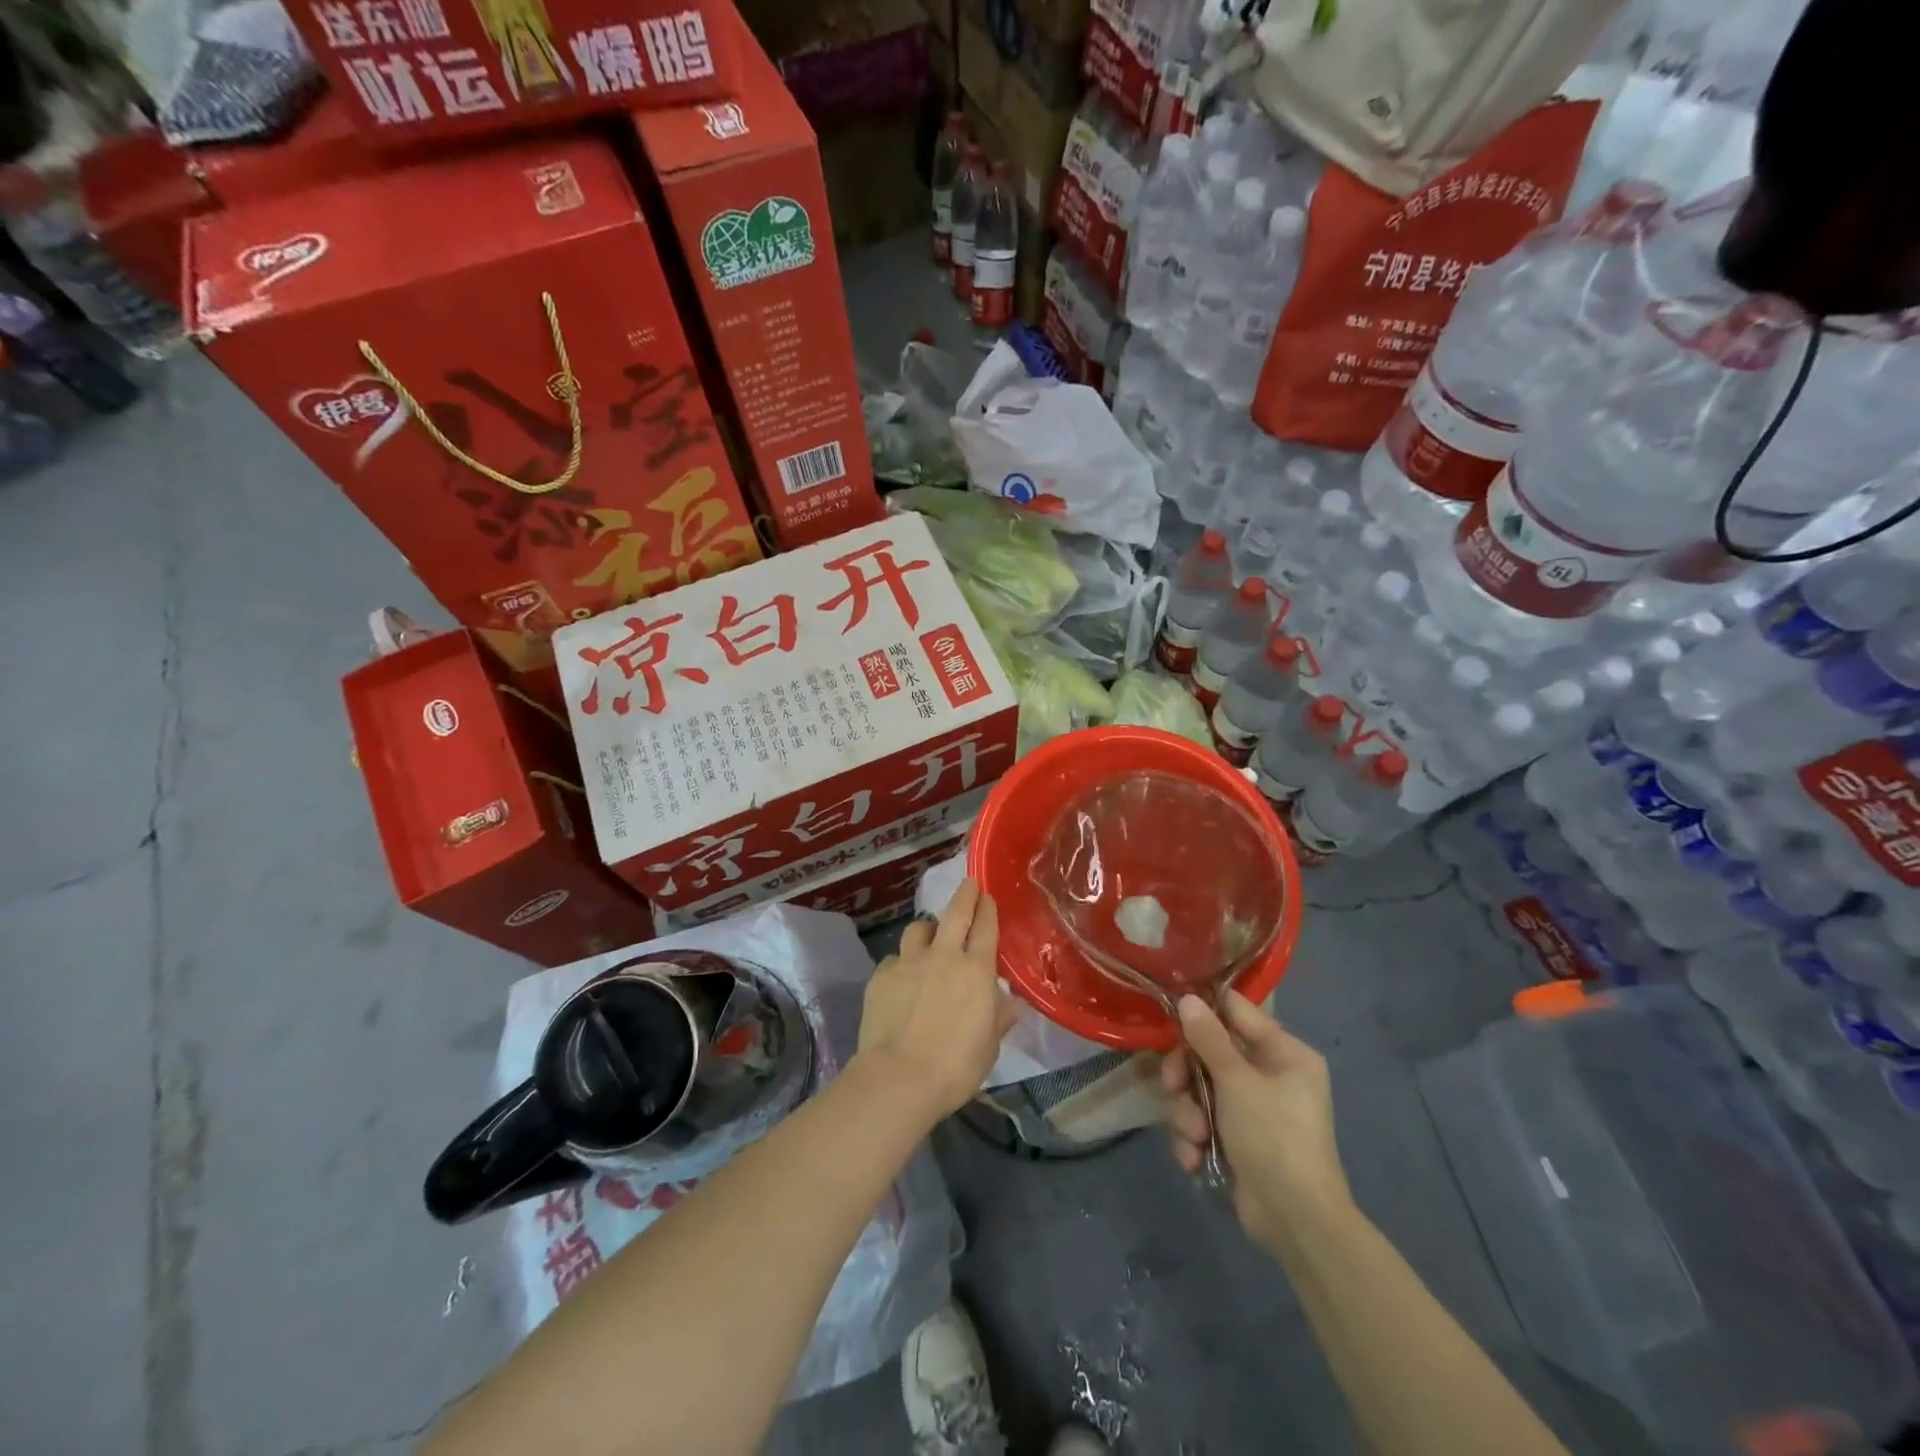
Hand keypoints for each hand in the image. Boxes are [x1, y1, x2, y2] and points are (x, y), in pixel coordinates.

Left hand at [855, 878, 1017, 1123]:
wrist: (899, 1078)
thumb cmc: (955, 1066)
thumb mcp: (989, 1047)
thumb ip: (999, 1019)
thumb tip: (1013, 1003)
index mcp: (976, 971)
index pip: (985, 928)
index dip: (987, 909)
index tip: (987, 896)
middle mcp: (943, 956)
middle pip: (955, 914)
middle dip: (964, 895)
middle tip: (968, 883)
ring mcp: (909, 962)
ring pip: (918, 929)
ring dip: (927, 929)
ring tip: (928, 937)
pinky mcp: (881, 976)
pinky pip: (894, 959)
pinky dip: (901, 963)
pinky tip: (901, 978)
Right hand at [1163, 991, 1352, 1251]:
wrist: (1296, 1222)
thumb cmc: (1275, 1137)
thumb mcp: (1237, 1082)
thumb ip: (1209, 1038)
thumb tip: (1187, 997)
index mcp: (1285, 1053)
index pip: (1237, 1012)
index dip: (1203, 1011)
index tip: (1170, 1014)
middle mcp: (1270, 1075)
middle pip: (1209, 1053)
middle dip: (1186, 1075)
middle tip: (1174, 1086)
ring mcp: (1251, 1109)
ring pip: (1198, 1089)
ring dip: (1187, 1113)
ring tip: (1194, 1136)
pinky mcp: (1236, 1139)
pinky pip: (1201, 1121)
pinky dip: (1193, 1138)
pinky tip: (1194, 1157)